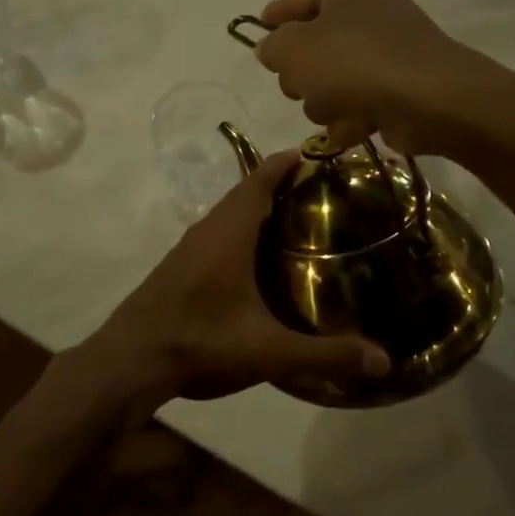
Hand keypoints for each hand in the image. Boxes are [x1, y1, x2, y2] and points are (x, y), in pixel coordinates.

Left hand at [79, 151, 389, 413]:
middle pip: (245, 192)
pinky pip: (217, 233)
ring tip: (295, 219)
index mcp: (229, 233)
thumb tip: (384, 360)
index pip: (260, 180)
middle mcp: (207, 230)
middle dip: (279, 184)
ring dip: (257, 207)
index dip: (287, 163)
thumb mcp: (269, 352)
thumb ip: (325, 355)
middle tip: (320, 191)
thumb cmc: (200, 343)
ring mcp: (188, 248)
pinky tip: (257, 258)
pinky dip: (241, 230)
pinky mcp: (179, 266)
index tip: (318, 153)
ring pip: (228, 214)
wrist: (130, 362)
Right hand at [254, 0, 493, 153]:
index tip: (258, 29)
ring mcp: (388, 48)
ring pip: (331, 79)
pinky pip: (358, 101)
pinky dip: (351, 117)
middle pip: (313, 43)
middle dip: (302, 73)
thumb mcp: (293, 49)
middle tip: (301, 85)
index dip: (274, 17)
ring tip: (336, 109)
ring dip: (325, 101)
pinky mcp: (399, 85)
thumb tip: (272, 49)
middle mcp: (371, 7)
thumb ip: (272, 47)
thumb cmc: (353, 61)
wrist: (428, 100)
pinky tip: (352, 128)